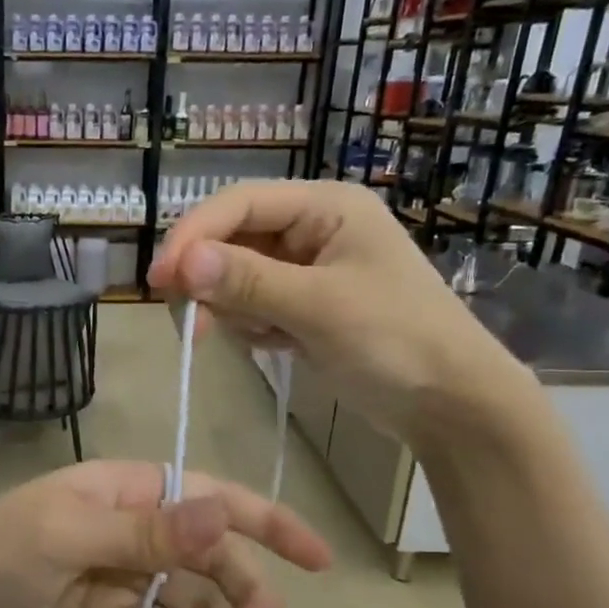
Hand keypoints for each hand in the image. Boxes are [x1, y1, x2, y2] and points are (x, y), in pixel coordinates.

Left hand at [0, 461, 330, 607]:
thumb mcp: (66, 535)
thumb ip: (146, 533)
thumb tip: (225, 516)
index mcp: (130, 492)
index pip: (212, 500)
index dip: (268, 525)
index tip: (319, 561)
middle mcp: (139, 530)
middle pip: (214, 563)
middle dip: (243, 604)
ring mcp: (128, 578)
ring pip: (198, 605)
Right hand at [147, 181, 535, 448]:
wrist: (448, 403)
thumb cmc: (396, 341)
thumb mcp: (320, 307)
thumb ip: (249, 281)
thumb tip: (181, 262)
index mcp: (325, 207)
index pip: (239, 204)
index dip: (193, 236)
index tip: (160, 280)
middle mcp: (311, 228)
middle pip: (230, 240)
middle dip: (210, 281)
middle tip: (194, 325)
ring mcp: (304, 268)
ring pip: (232, 277)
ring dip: (233, 310)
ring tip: (268, 338)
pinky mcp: (300, 304)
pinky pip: (249, 305)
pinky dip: (250, 326)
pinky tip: (278, 346)